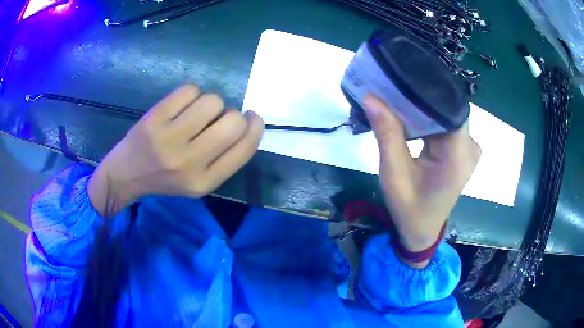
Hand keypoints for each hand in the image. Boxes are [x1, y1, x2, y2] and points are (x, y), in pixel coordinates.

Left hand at [88, 85, 264, 216]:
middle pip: (233, 121)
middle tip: (218, 118)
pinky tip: (180, 106)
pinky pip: (189, 90)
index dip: (255, 127)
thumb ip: (225, 158)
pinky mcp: (154, 119)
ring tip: (195, 113)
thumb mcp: (199, 182)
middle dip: (233, 114)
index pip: (244, 149)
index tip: (252, 117)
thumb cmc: (165, 178)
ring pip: (212, 101)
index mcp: (204, 182)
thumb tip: (246, 122)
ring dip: (210, 103)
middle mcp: (189, 162)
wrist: (127, 174)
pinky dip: (191, 94)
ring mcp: (169, 139)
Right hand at [363, 95, 479, 266]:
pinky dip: (427, 118)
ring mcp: (468, 148)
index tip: (402, 76)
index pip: (449, 108)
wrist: (422, 231)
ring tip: (397, 95)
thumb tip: (371, 97)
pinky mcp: (461, 149)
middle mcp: (469, 147)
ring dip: (423, 107)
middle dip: (421, 97)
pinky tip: (409, 114)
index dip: (427, 90)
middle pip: (448, 109)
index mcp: (458, 155)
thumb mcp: (394, 175)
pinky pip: (445, 124)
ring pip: (446, 114)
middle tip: (393, 83)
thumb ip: (387, 135)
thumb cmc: (409, 208)